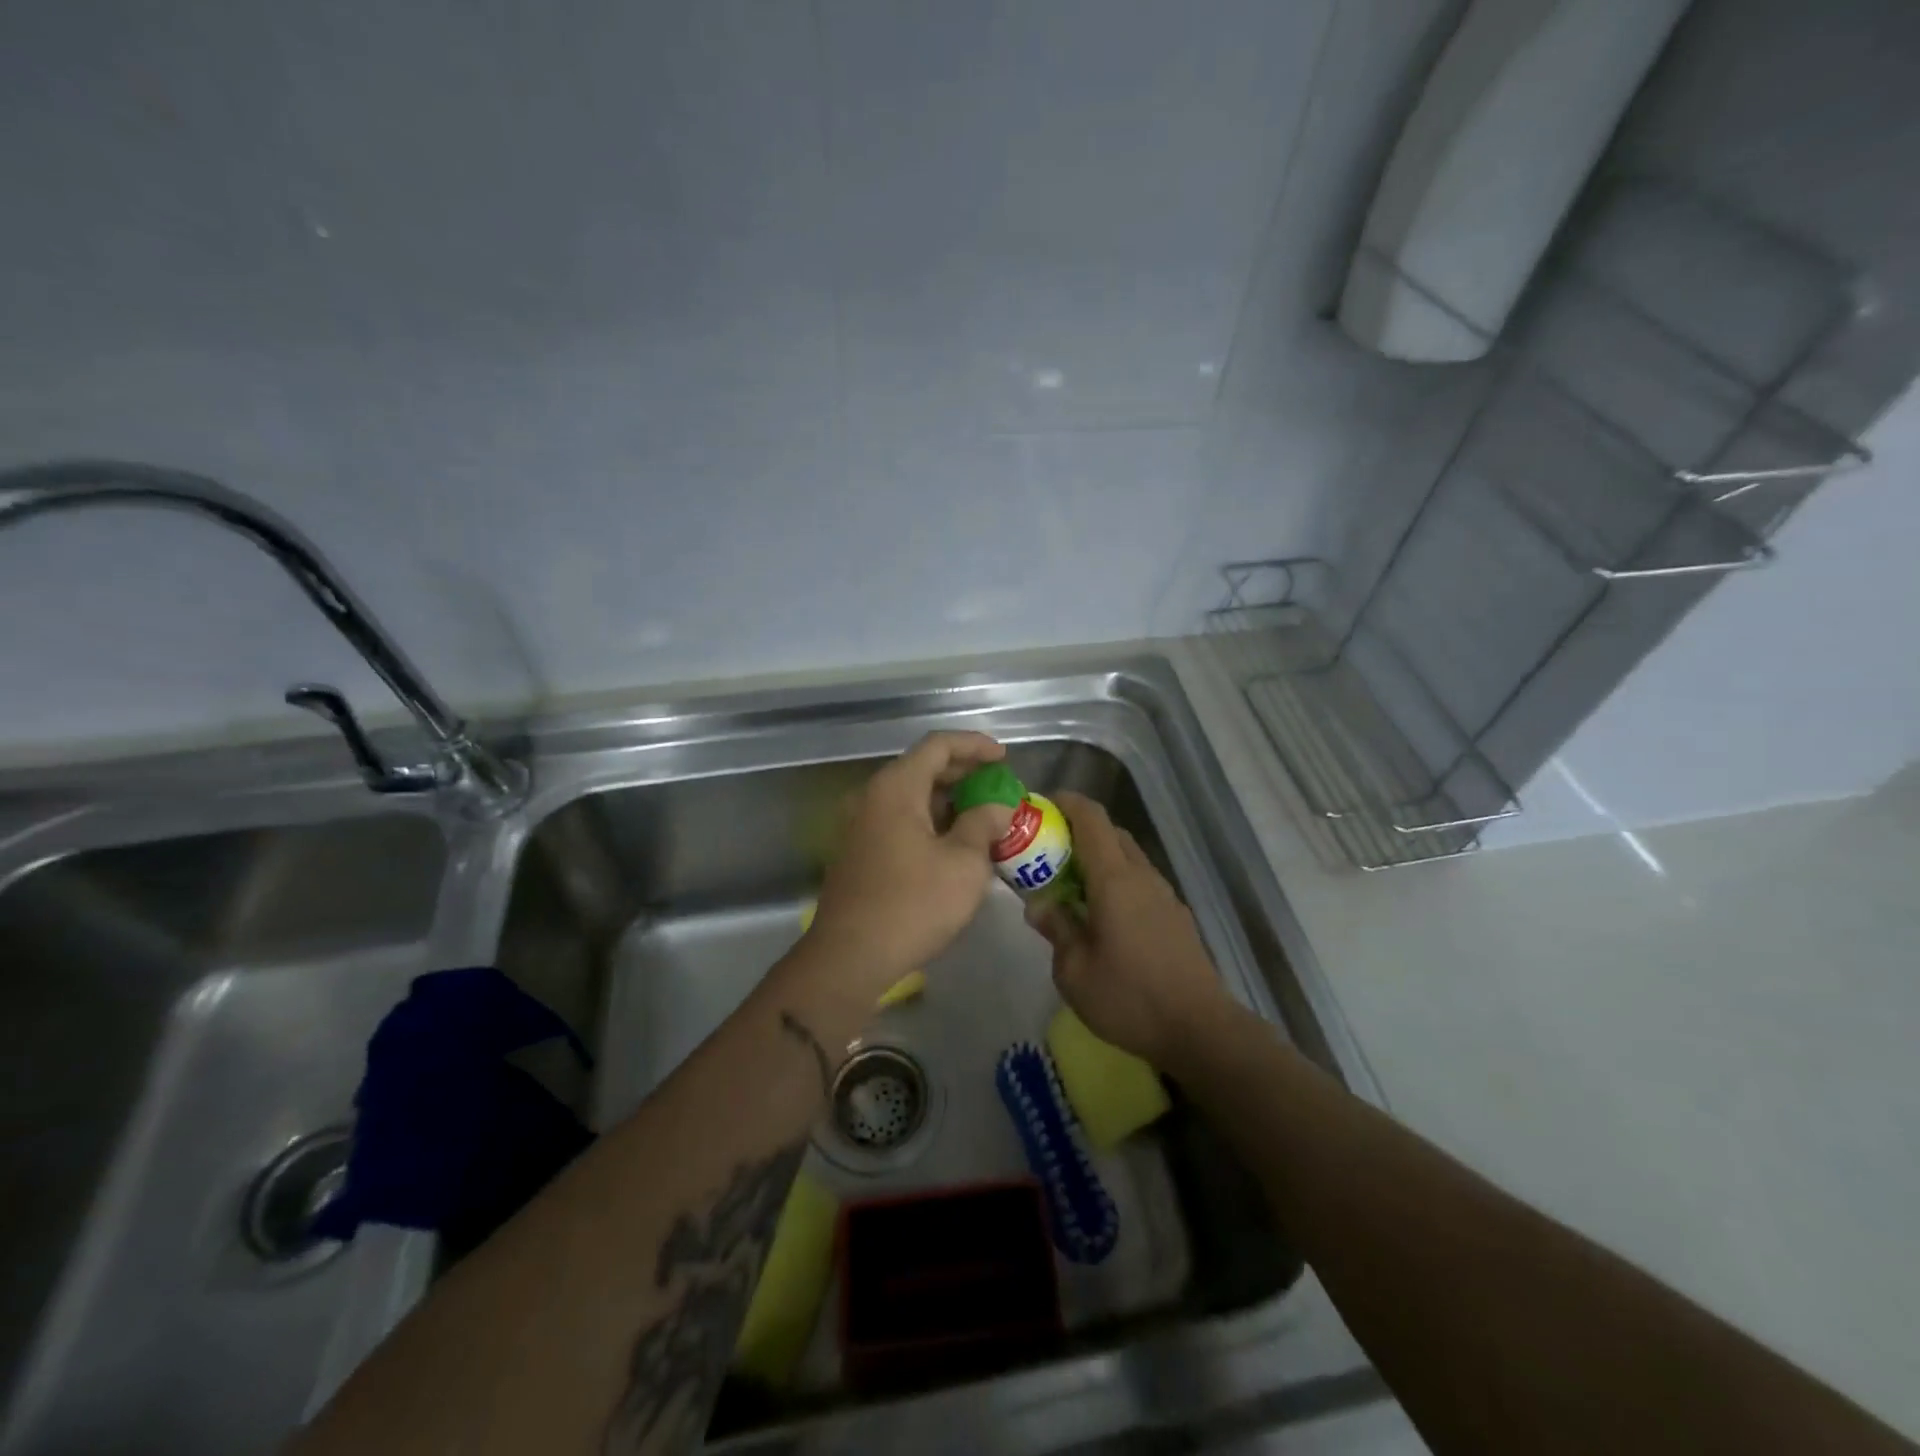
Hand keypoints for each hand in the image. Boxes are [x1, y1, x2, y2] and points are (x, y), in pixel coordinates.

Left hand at [807, 731, 1014, 994]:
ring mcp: (860, 825)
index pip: (938, 745)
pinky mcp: (859, 852)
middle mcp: (872, 797)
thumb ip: (984, 824)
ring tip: (985, 818)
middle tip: (999, 789)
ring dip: (949, 803)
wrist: (849, 958)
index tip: (1004, 758)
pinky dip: (930, 823)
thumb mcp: (964, 864)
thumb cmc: (913, 904)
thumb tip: (996, 808)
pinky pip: (900, 822)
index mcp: (895, 787)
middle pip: (922, 769)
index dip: (975, 745)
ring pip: (911, 798)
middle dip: (964, 775)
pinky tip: (955, 845)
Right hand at [1026, 791, 1230, 1068]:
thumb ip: (1056, 929)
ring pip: (1127, 857)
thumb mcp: (1074, 971)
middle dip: (1077, 831)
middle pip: (1111, 832)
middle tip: (1047, 851)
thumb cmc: (1129, 998)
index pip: (1091, 818)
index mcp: (1114, 879)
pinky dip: (1115, 880)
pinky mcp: (1175, 915)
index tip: (1040, 807)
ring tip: (1069, 885)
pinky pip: (1139, 881)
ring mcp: (1164, 895)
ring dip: (1098, 858)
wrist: (1200, 1029)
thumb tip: (1039, 904)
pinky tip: (1101, 915)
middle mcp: (1142, 876)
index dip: (1066, 803)